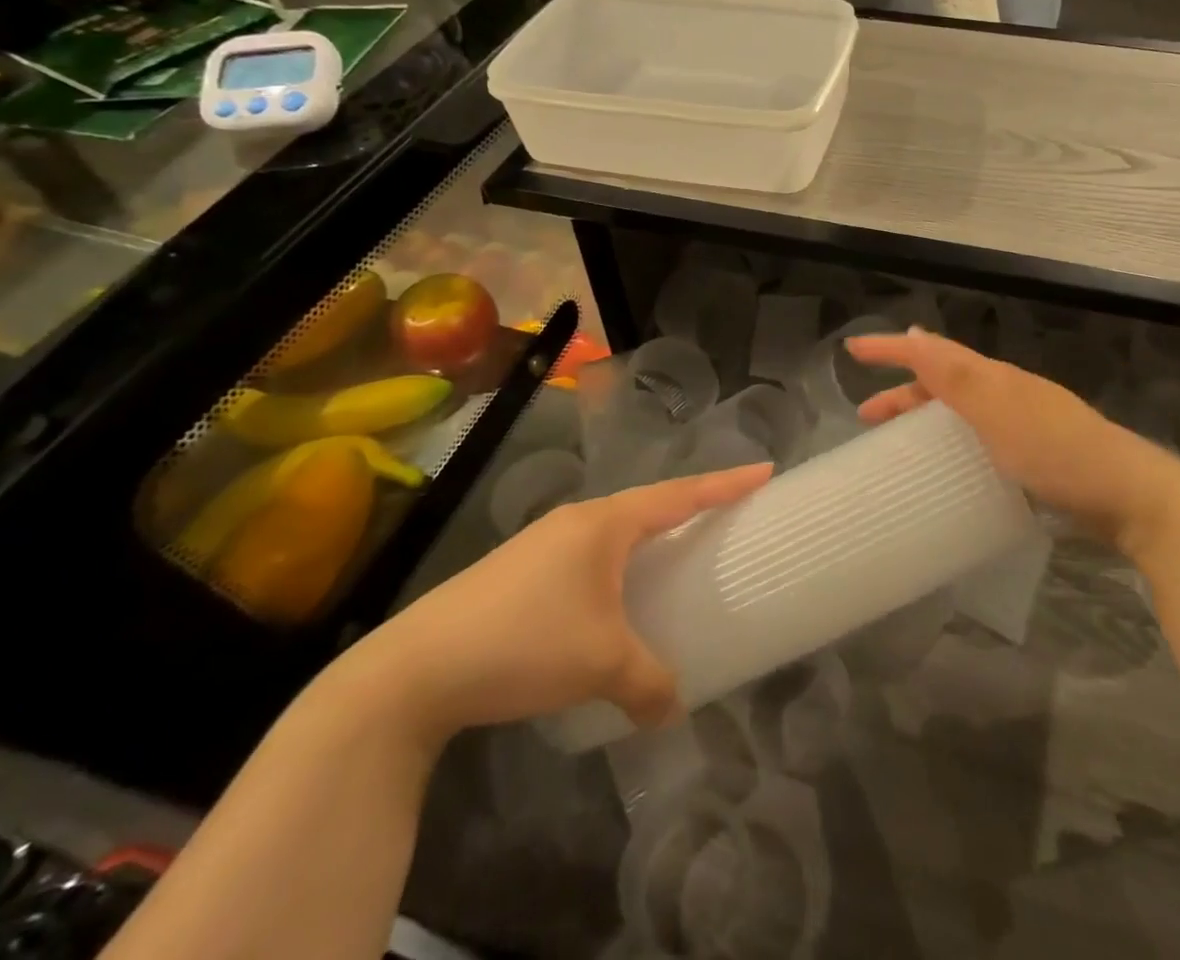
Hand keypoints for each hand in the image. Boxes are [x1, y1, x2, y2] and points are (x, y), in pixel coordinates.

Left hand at [342, 463, 770, 741]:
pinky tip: (611, 600)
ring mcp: (543, 543)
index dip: (725, 484)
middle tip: (725, 518)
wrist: (415, 669)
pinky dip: (615, 566)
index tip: (764, 471)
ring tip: (673, 559)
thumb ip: (649, 683)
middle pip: (648, 505)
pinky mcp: (519, 570)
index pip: (680, 494)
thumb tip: (674, 708)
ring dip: (647, 540)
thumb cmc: (524, 643)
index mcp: (605, 523)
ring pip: (613, 531)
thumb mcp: (600, 664)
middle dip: (688, 508)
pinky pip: (587, 555)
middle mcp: (577, 521)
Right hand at [848, 329, 1179, 554]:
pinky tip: (946, 471)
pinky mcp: (1032, 457)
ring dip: (924, 419)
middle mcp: (1004, 394)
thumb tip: (914, 332)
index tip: (851, 349)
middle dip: (902, 393)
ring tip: (897, 445)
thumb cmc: (1055, 451)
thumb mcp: (998, 410)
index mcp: (993, 378)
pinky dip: (951, 445)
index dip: (891, 349)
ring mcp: (1021, 425)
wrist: (1126, 496)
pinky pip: (976, 440)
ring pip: (959, 412)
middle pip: (943, 383)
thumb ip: (955, 375)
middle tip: (866, 417)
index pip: (932, 353)